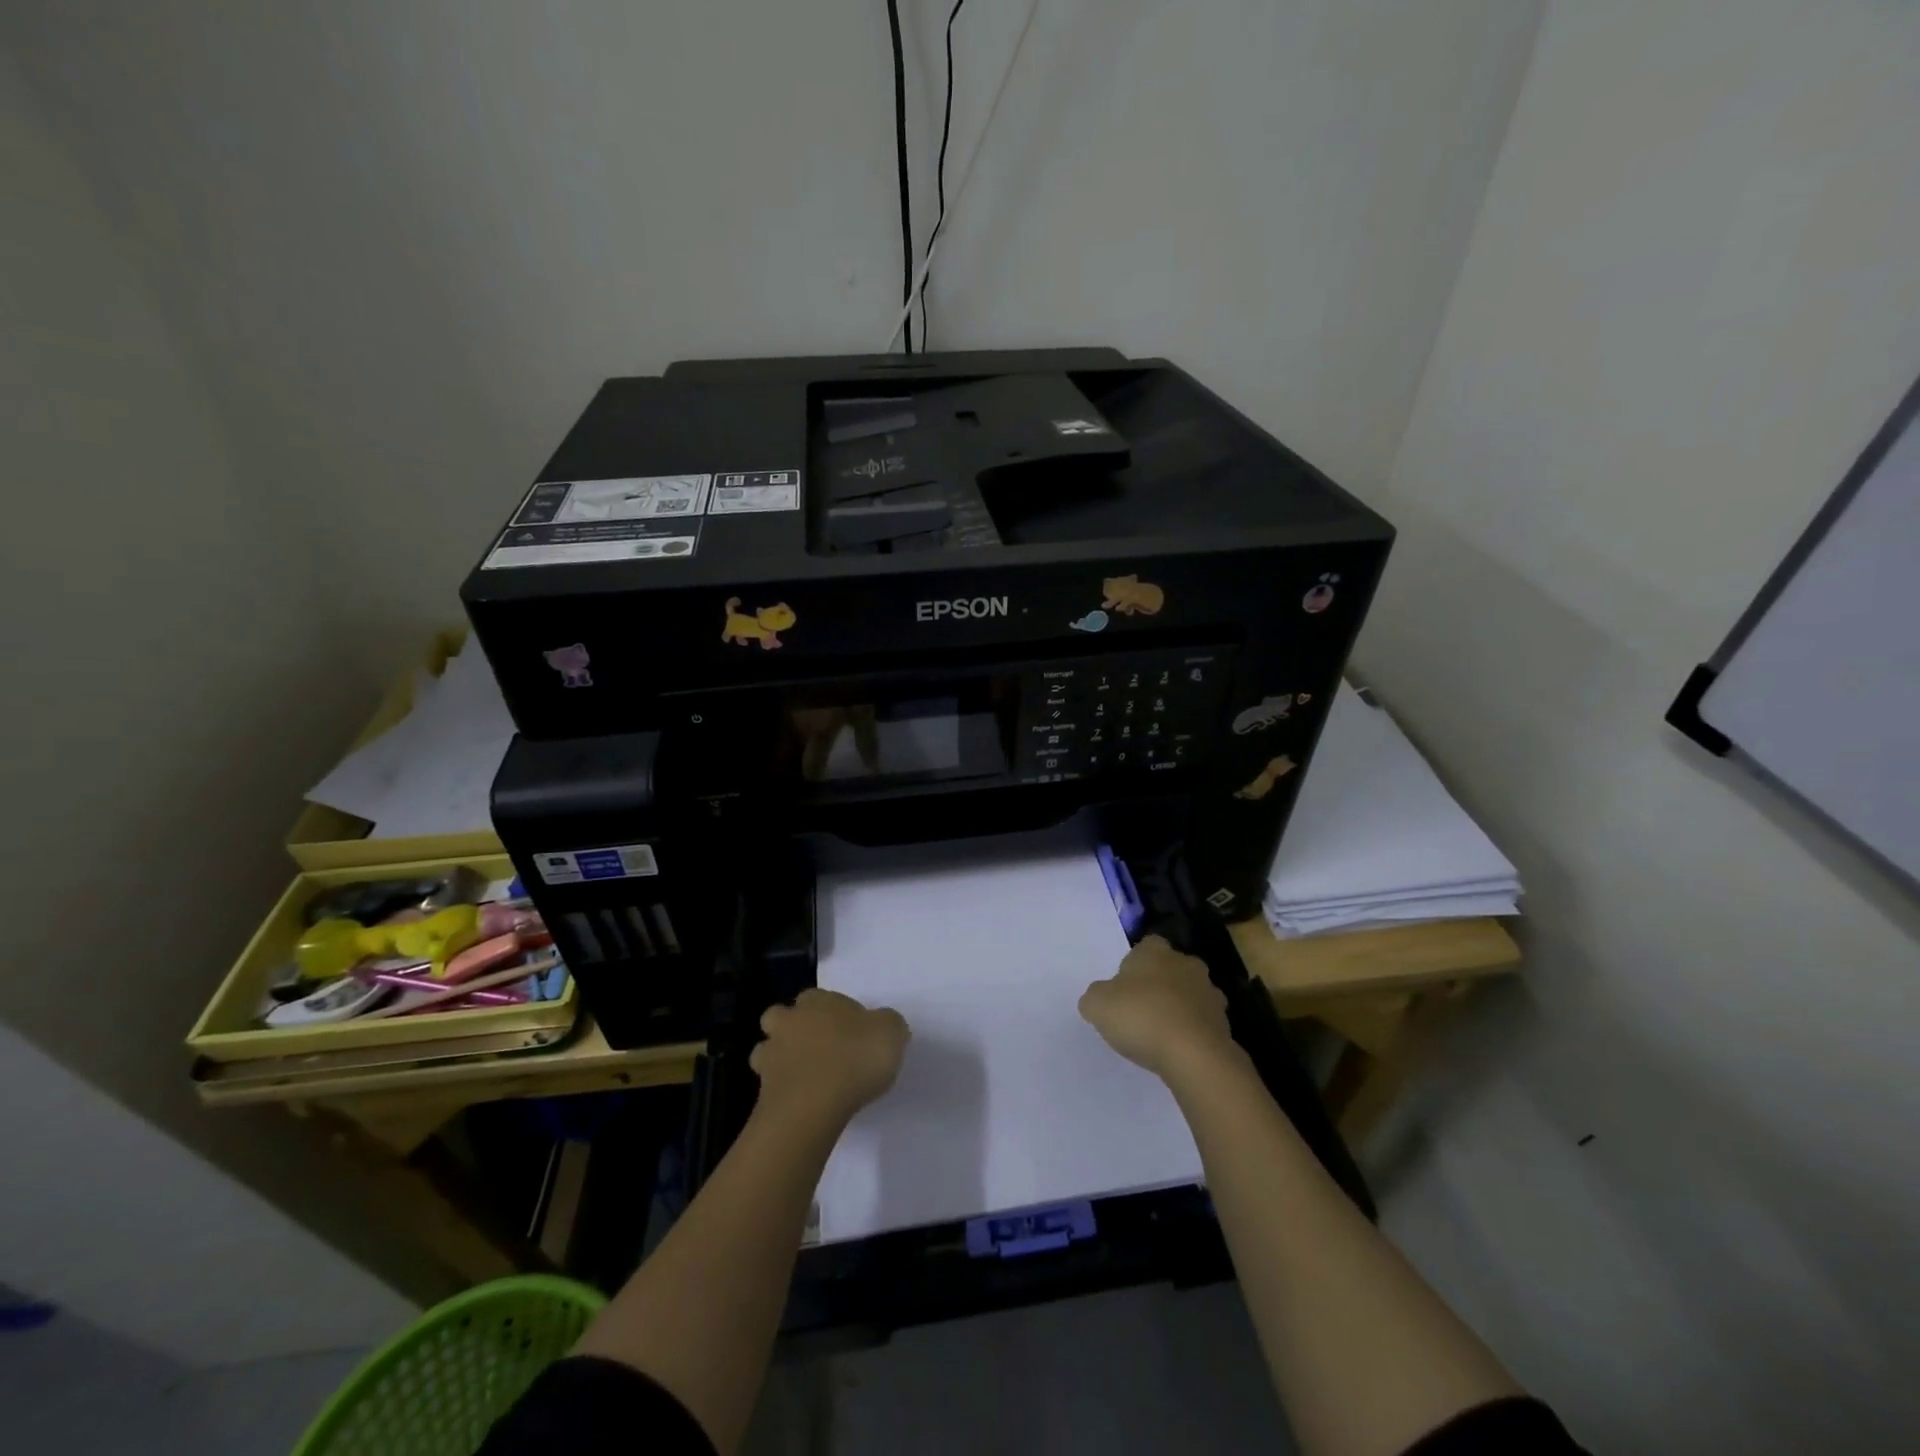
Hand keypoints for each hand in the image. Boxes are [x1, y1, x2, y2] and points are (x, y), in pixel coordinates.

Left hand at [751, 988, 909, 1128]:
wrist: (814, 1105)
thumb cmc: (855, 1058)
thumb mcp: (891, 1032)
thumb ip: (887, 1024)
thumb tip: (883, 1026)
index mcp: (819, 1001)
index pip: (818, 996)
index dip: (832, 1011)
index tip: (848, 1030)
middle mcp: (790, 1021)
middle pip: (782, 1016)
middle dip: (793, 1027)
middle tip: (817, 1048)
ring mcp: (771, 1055)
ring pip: (767, 1048)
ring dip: (779, 1057)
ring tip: (803, 1075)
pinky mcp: (762, 1090)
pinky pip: (769, 1084)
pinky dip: (780, 1089)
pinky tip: (799, 1100)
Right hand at [1079, 935, 1238, 1082]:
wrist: (1194, 1055)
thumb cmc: (1141, 1017)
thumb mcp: (1097, 1005)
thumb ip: (1095, 996)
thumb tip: (1101, 998)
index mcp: (1155, 951)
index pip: (1146, 945)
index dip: (1134, 965)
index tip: (1124, 987)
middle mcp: (1186, 963)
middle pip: (1170, 968)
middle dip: (1159, 984)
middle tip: (1140, 1009)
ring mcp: (1210, 993)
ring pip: (1190, 995)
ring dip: (1178, 1008)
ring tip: (1160, 1034)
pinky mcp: (1224, 1022)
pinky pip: (1202, 1023)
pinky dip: (1192, 1032)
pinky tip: (1178, 1051)